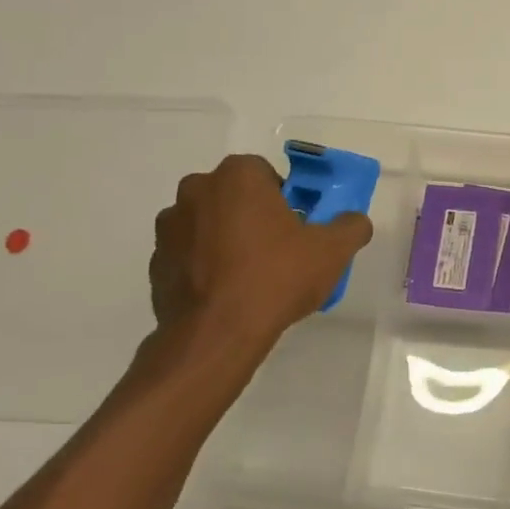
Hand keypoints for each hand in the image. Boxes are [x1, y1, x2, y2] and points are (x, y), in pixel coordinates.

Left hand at [146, 154, 373, 351]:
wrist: (216, 334)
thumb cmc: (276, 278)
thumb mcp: (332, 252)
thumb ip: (351, 227)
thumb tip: (354, 221)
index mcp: (238, 176)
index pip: (267, 174)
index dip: (286, 200)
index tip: (297, 229)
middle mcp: (197, 189)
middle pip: (235, 196)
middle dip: (254, 216)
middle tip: (278, 252)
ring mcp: (170, 226)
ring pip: (209, 224)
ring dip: (226, 240)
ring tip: (249, 278)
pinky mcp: (156, 261)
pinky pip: (189, 255)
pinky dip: (205, 266)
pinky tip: (225, 295)